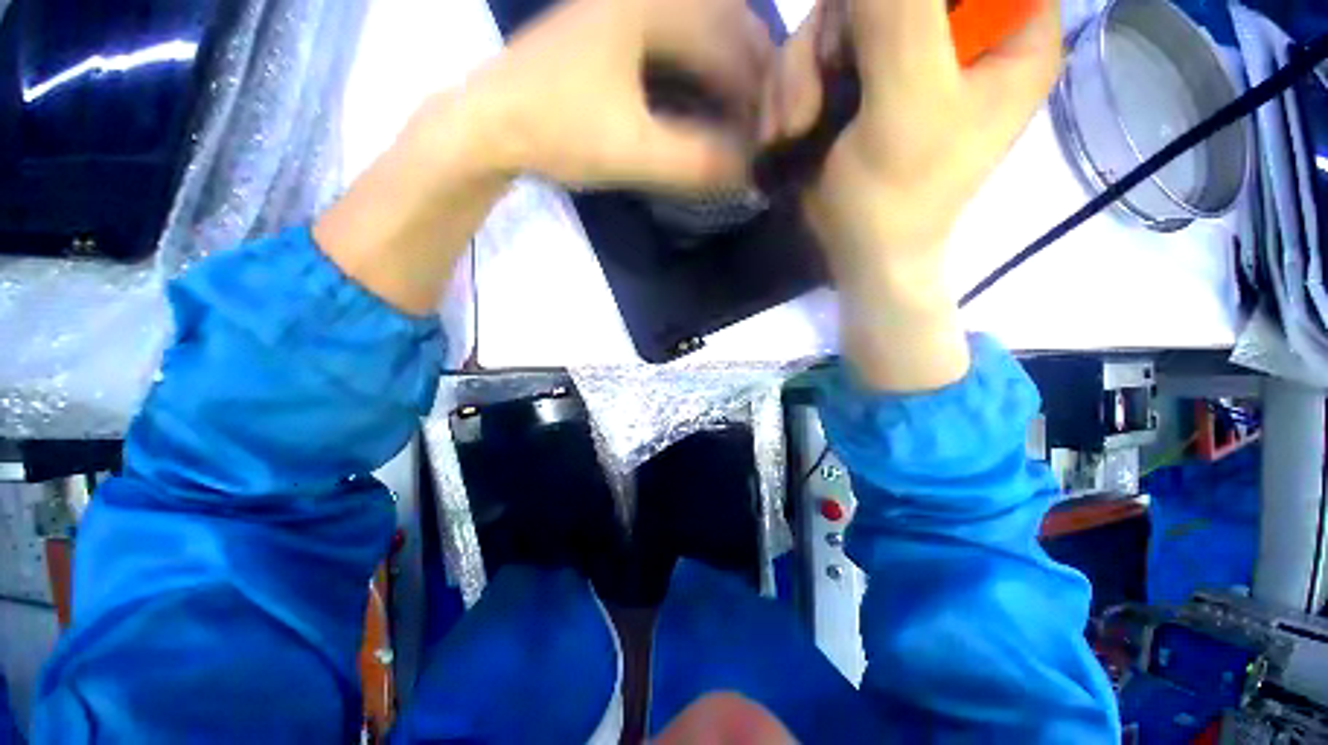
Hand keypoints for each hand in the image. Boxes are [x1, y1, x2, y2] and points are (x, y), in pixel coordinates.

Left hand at [316, 0, 773, 316]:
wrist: (489, 125)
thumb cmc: (554, 132)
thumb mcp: (631, 151)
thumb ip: (696, 163)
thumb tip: (755, 174)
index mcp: (653, 2)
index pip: (736, 43)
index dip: (763, 95)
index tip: (776, 139)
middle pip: (728, 33)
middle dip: (754, 87)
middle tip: (767, 136)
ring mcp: (631, 8)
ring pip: (707, 40)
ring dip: (731, 85)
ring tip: (746, 130)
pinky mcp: (619, 32)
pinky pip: (680, 51)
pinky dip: (703, 83)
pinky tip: (709, 112)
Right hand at [761, 0, 1060, 388]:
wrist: (856, 253)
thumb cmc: (895, 196)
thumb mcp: (906, 101)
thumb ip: (897, 13)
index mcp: (1009, 31)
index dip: (899, 7)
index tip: (865, 42)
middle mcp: (960, 31)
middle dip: (835, 37)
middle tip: (816, 97)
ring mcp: (905, 53)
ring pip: (840, 16)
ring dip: (801, 72)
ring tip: (795, 129)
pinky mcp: (862, 78)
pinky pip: (817, 52)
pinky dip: (792, 90)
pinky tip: (789, 131)